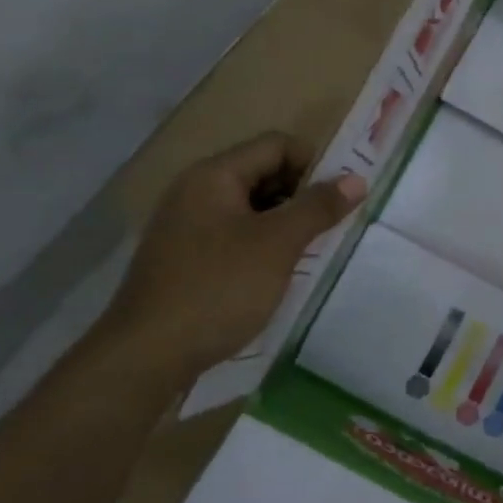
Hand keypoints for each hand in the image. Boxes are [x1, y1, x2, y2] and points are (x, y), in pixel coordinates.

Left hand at [96, 132, 365, 387]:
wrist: (145, 357)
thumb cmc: (217, 289)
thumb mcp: (277, 245)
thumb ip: (318, 207)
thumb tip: (357, 179)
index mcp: (214, 175)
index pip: (276, 145)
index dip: (315, 164)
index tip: (343, 198)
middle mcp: (195, 191)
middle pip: (262, 173)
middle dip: (302, 195)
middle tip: (332, 227)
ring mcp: (186, 227)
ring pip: (250, 208)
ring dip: (284, 223)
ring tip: (311, 252)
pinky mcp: (184, 259)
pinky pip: (233, 236)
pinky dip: (262, 245)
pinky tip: (277, 274)